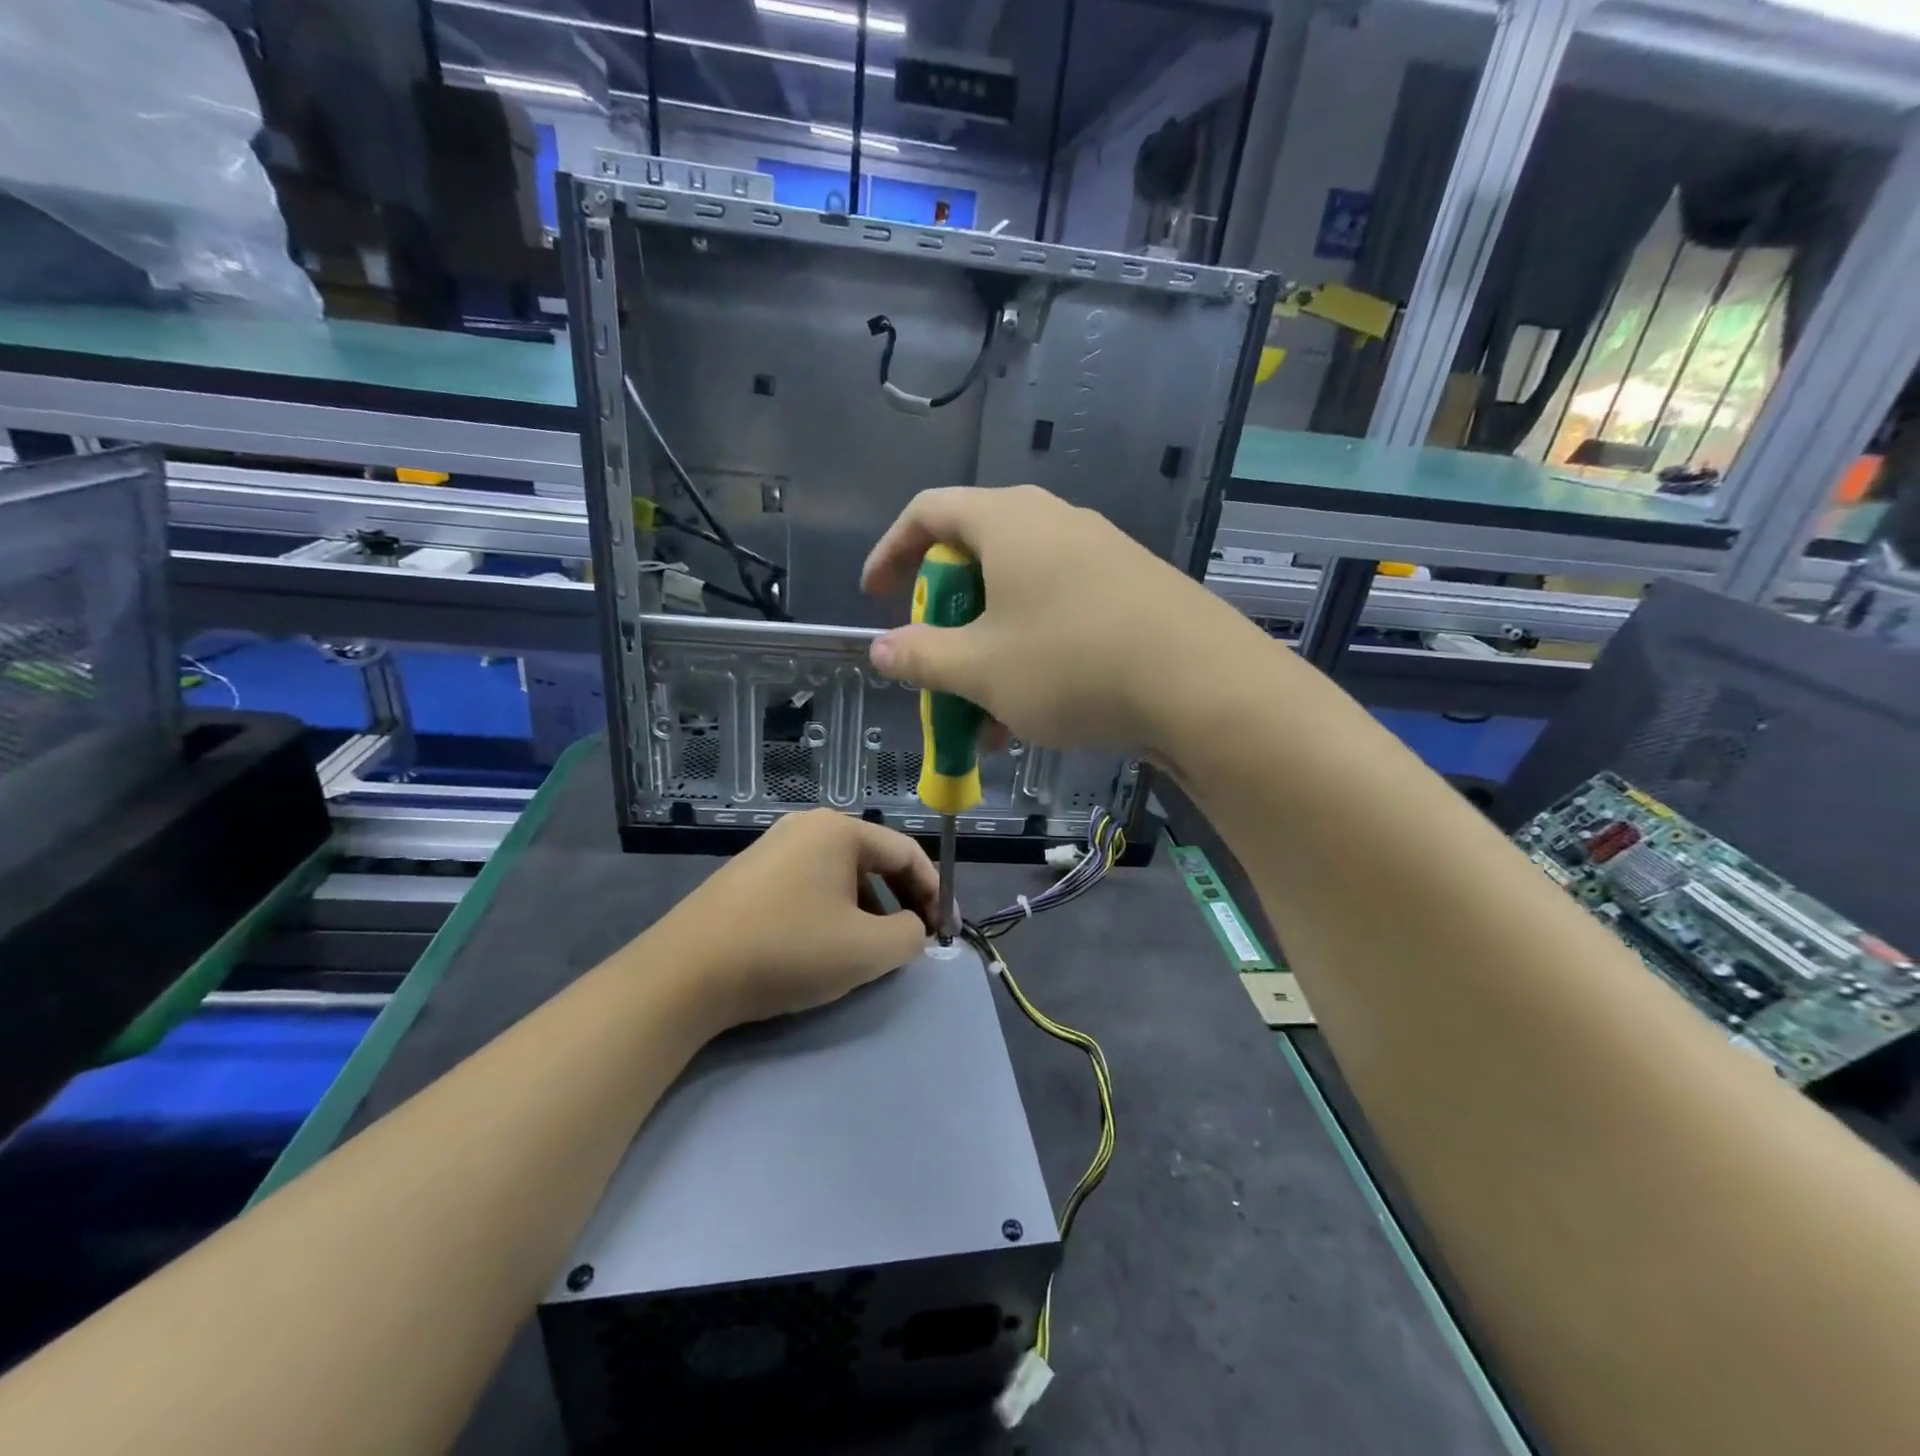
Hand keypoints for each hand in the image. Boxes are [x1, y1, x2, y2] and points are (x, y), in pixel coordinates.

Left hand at [657, 810, 937, 1027]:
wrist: (686, 973)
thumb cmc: (788, 950)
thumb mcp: (867, 949)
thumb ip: (910, 935)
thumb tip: (910, 928)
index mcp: (839, 830)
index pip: (907, 853)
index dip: (934, 892)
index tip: (945, 931)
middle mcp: (806, 827)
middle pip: (873, 860)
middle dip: (900, 901)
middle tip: (913, 940)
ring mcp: (772, 847)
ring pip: (840, 875)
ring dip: (866, 909)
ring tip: (869, 950)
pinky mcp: (748, 874)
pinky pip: (808, 885)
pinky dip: (831, 911)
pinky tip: (823, 946)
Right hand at [860, 485, 1232, 752]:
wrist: (1204, 686)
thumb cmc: (1072, 665)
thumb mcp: (981, 669)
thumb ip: (921, 656)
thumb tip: (881, 649)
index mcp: (1008, 522)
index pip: (928, 512)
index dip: (890, 552)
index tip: (875, 597)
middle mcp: (1054, 522)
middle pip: (976, 556)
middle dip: (945, 617)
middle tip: (936, 662)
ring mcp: (1099, 554)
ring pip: (1020, 596)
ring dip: (989, 650)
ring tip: (983, 715)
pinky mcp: (1132, 589)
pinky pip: (1060, 612)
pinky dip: (1031, 654)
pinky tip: (1033, 715)